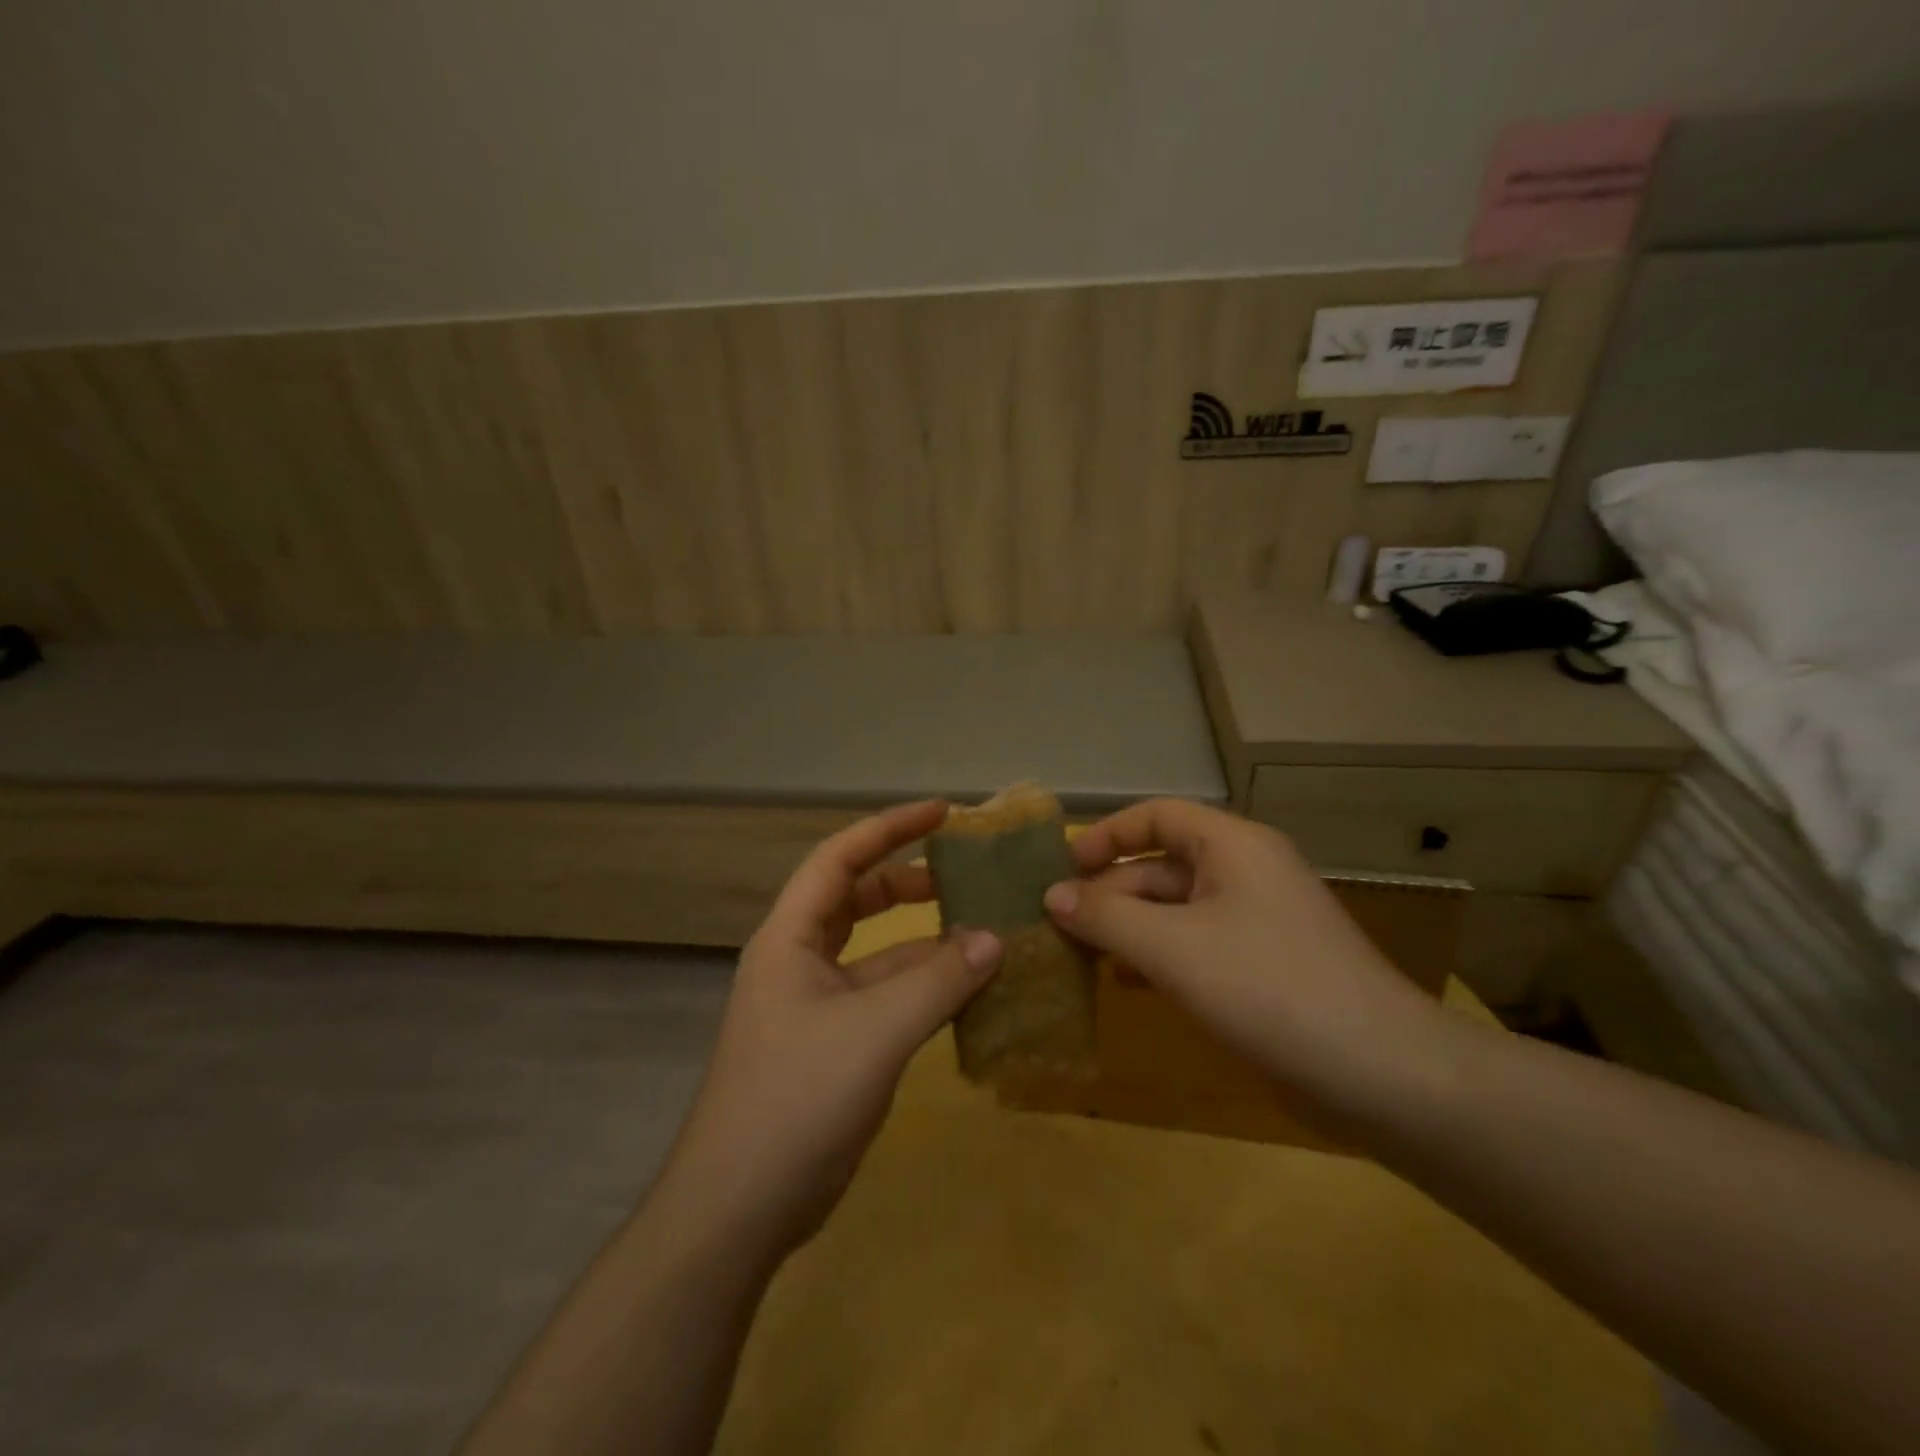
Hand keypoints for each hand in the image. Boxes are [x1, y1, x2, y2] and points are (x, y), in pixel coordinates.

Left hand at [659, 801, 1001, 1264]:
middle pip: (857, 898)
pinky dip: (925, 987)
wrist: (739, 1208)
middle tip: (964, 873)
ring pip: (877, 952)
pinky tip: (969, 992)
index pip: (840, 858)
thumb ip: (939, 981)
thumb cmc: (796, 1098)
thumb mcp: (875, 1031)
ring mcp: (817, 1005)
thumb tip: (995, 938)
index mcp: (791, 937)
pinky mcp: (836, 1045)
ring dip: (924, 941)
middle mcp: (800, 960)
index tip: (942, 812)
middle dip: (908, 880)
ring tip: (983, 932)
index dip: (889, 828)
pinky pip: (887, 996)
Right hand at [1043, 798, 1442, 1109]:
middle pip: (1162, 866)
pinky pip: (1197, 945)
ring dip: (1130, 928)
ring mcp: (1258, 921)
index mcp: (1232, 846)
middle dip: (1111, 892)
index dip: (1107, 835)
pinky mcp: (1265, 966)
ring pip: (1177, 909)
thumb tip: (1051, 896)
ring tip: (1083, 957)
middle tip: (1060, 926)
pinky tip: (1131, 984)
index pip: (1157, 816)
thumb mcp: (1173, 948)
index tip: (1063, 868)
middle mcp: (1246, 872)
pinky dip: (1159, 957)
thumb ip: (1106, 917)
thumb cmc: (1269, 988)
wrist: (1383, 1074)